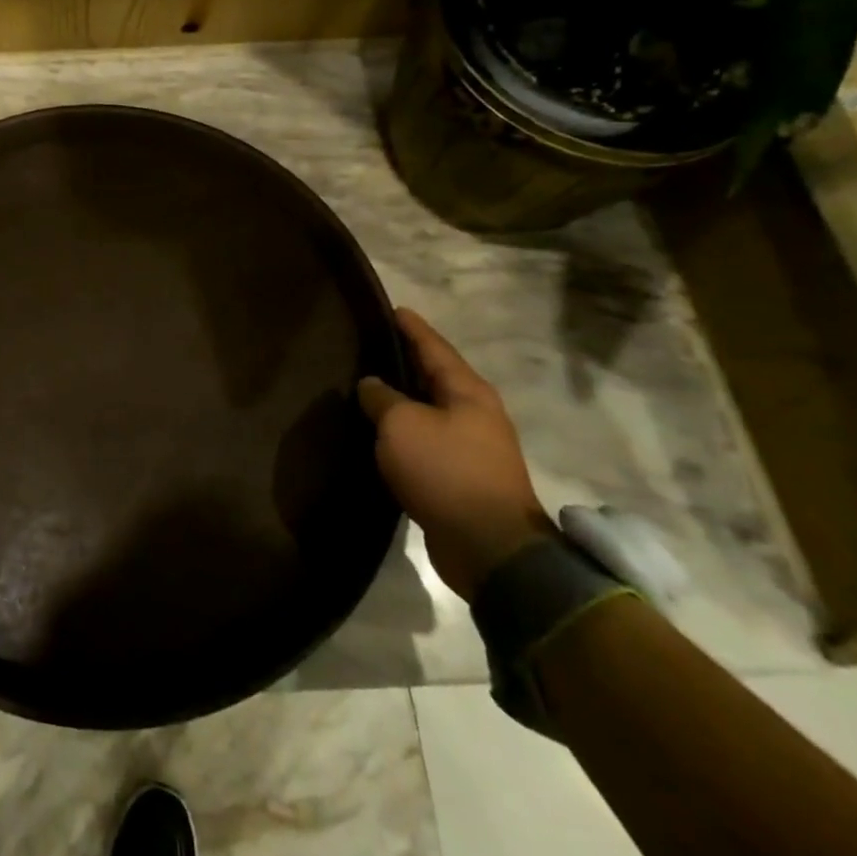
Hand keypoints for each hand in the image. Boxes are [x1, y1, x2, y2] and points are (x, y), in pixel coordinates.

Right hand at [358, 309, 553, 601]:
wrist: (489, 547)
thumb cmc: (446, 471)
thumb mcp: (402, 425)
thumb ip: (382, 398)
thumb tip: (371, 384)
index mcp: (466, 390)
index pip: (433, 346)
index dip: (410, 326)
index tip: (391, 308)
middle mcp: (474, 412)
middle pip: (434, 376)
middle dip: (404, 360)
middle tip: (368, 345)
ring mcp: (471, 446)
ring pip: (429, 410)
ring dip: (402, 399)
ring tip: (367, 386)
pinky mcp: (461, 477)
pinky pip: (426, 440)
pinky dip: (404, 431)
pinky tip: (380, 431)